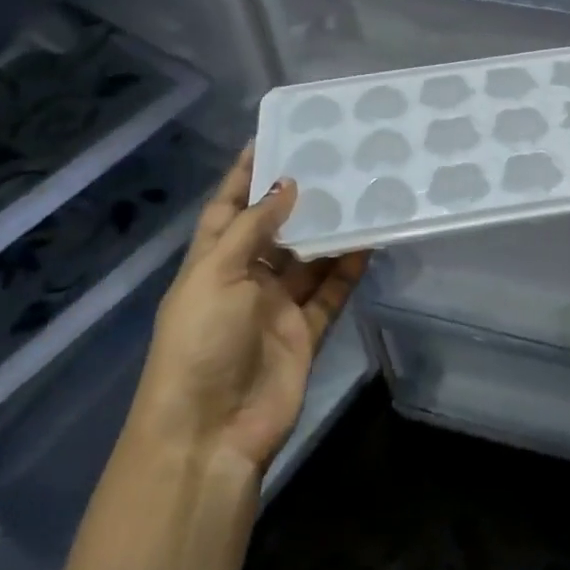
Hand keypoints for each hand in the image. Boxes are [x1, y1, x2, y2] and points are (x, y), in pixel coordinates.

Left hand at [128, 144, 367, 473]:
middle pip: (275, 230)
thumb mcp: (216, 275)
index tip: (273, 137)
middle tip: (334, 161)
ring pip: (309, 259)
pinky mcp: (305, 332)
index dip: (246, 175)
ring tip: (360, 194)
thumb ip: (253, 228)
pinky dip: (348, 269)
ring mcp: (276, 307)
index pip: (228, 208)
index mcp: (211, 264)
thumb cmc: (200, 343)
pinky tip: (369, 242)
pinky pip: (331, 292)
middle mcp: (244, 280)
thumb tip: (288, 185)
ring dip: (330, 232)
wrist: (211, 432)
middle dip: (299, 199)